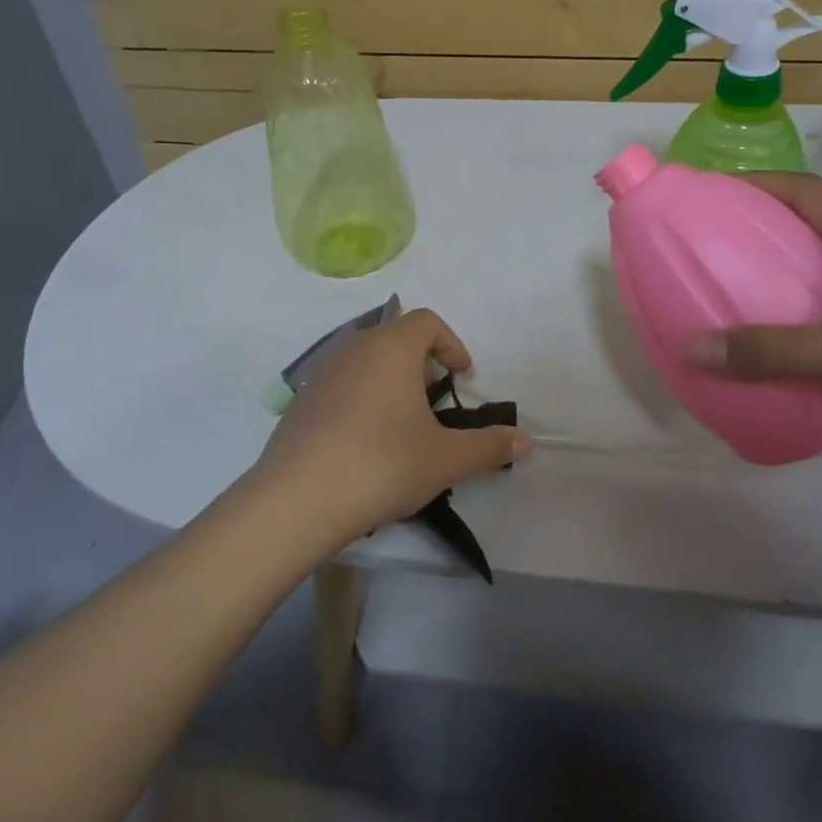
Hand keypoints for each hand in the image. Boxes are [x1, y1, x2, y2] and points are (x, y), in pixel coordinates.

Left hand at [249, 308, 530, 543]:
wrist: (297, 501)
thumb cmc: (382, 465)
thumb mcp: (446, 459)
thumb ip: (489, 447)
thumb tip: (525, 441)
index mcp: (391, 349)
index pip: (426, 321)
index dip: (451, 344)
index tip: (461, 378)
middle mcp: (353, 350)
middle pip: (394, 338)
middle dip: (421, 363)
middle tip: (434, 402)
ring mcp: (320, 375)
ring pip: (364, 362)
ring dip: (389, 382)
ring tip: (401, 426)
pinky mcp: (298, 404)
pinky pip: (339, 387)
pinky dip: (360, 400)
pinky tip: (363, 445)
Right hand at [684, 172, 821, 437]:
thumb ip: (772, 352)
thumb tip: (692, 348)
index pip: (804, 189)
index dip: (754, 183)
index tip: (709, 194)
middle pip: (814, 217)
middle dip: (762, 221)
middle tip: (714, 243)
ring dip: (789, 258)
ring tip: (745, 283)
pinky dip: (813, 292)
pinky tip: (800, 327)